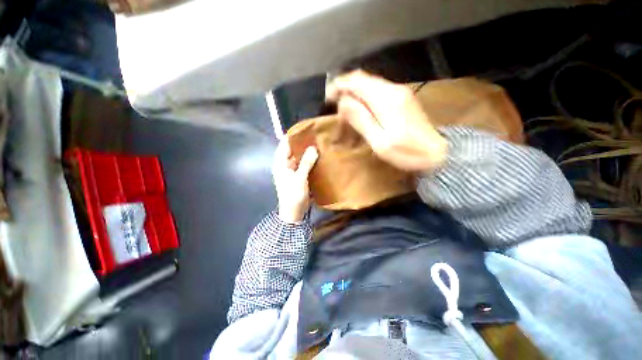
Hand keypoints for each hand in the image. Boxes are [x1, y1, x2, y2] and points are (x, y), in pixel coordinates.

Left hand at [272, 139, 318, 222]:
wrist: (294, 212)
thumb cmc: (293, 194)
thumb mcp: (300, 178)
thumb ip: (306, 163)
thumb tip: (313, 148)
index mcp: (280, 163)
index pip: (284, 145)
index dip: (293, 136)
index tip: (305, 130)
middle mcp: (285, 165)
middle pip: (292, 150)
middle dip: (302, 144)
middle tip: (315, 136)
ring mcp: (291, 170)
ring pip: (299, 157)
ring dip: (307, 152)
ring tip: (318, 144)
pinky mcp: (298, 176)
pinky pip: (303, 164)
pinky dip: (309, 161)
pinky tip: (318, 157)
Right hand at [326, 70, 447, 171]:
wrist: (437, 153)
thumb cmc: (407, 152)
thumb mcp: (380, 141)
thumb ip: (361, 119)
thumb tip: (343, 101)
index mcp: (386, 99)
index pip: (357, 81)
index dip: (339, 86)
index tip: (328, 98)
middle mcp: (393, 89)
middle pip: (363, 79)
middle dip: (345, 90)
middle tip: (335, 107)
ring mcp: (399, 92)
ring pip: (369, 85)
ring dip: (354, 94)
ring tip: (345, 111)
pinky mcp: (402, 99)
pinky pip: (377, 91)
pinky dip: (364, 98)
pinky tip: (361, 110)